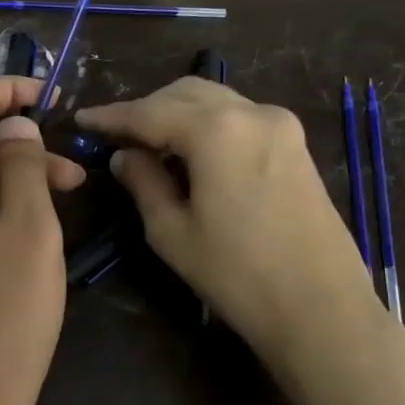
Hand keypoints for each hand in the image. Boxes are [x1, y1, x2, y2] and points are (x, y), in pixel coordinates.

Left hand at [0, 77, 85, 404]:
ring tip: (64, 203)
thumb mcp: (30, 234)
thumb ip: (21, 168)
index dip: (6, 90)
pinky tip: (29, 237)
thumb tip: (14, 127)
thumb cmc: (7, 321)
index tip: (52, 97)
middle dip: (19, 145)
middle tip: (75, 172)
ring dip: (11, 181)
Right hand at [75, 78, 386, 369]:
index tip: (82, 120)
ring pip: (214, 101)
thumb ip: (143, 182)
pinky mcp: (295, 145)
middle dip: (146, 109)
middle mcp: (251, 113)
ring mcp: (280, 126)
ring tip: (149, 143)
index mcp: (216, 130)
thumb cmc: (237, 275)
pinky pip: (239, 117)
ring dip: (177, 113)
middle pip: (184, 94)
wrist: (322, 310)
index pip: (148, 112)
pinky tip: (191, 152)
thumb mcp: (172, 232)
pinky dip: (207, 124)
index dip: (111, 116)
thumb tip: (125, 156)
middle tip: (116, 135)